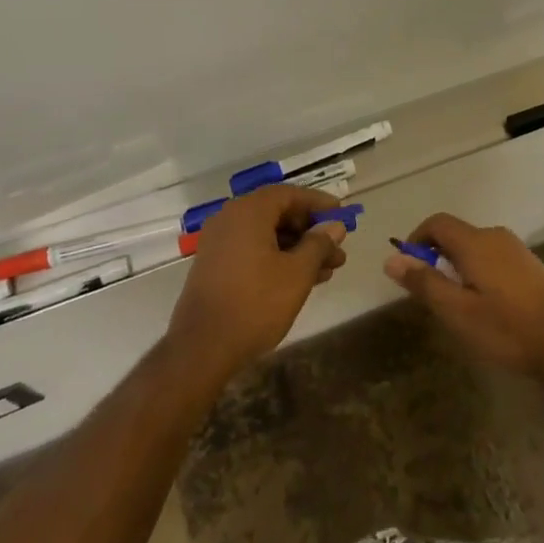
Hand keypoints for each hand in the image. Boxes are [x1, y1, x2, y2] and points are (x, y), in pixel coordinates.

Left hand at [166, 185, 347, 381]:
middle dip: (311, 231)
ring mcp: (220, 243)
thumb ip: (319, 244)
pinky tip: (301, 280)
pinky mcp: (215, 265)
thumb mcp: (297, 273)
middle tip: (337, 249)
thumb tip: (334, 226)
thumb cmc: (255, 304)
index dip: (318, 203)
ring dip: (298, 248)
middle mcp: (230, 218)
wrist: (202, 348)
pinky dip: (278, 258)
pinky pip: (253, 250)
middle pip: (278, 214)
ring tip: (328, 270)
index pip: (290, 194)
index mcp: (249, 211)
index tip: (342, 215)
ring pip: (267, 235)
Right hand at [383, 213, 543, 393]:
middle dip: (436, 257)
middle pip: (456, 234)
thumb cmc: (509, 329)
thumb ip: (425, 283)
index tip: (408, 268)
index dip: (416, 239)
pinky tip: (485, 306)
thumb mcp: (458, 312)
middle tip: (430, 294)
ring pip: (475, 248)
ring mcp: (517, 250)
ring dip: (457, 267)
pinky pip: (493, 259)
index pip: (437, 223)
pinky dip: (478, 273)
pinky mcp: (531, 266)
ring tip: (456, 304)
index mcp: (475, 242)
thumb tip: (392, 258)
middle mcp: (495, 236)